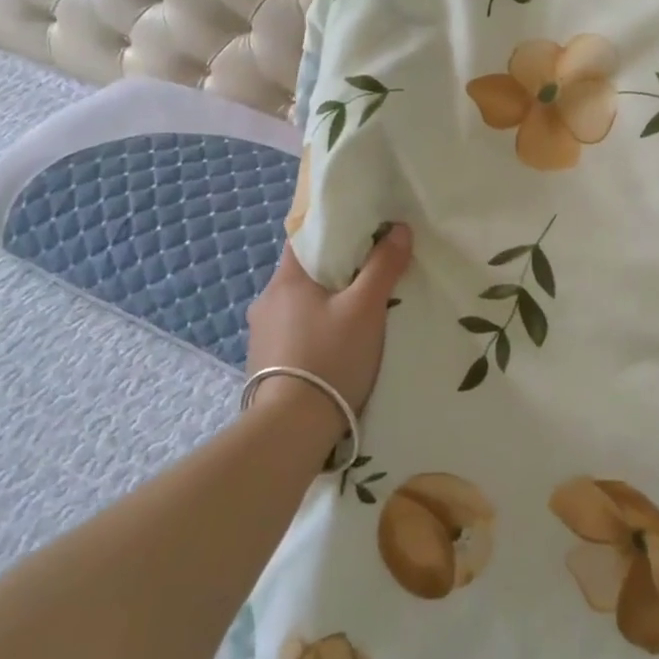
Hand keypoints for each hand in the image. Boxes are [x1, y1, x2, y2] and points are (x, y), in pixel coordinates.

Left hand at [246, 225, 412, 416]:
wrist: (291, 429)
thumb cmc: (330, 357)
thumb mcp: (366, 308)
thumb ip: (383, 266)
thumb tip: (399, 229)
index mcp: (285, 280)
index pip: (304, 239)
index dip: (333, 233)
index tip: (362, 237)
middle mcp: (265, 302)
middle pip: (304, 274)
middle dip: (334, 273)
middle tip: (368, 278)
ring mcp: (260, 335)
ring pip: (298, 306)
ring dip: (323, 306)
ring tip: (354, 316)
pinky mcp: (263, 364)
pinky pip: (292, 334)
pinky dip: (313, 332)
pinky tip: (333, 347)